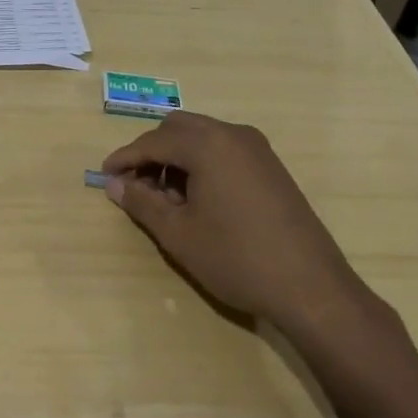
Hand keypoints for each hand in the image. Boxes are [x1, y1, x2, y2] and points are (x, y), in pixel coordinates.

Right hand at [101, 112, 372, 328]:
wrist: (312, 288)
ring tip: (164, 197)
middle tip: (135, 185)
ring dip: (176, 157)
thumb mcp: (179, 234)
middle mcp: (232, 134)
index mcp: (208, 144)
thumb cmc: (237, 259)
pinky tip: (196, 198)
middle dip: (151, 152)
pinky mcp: (270, 166)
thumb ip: (142, 203)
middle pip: (177, 129)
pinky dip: (201, 163)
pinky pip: (223, 150)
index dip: (125, 158)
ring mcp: (256, 148)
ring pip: (201, 137)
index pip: (153, 142)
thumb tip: (115, 184)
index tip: (105, 176)